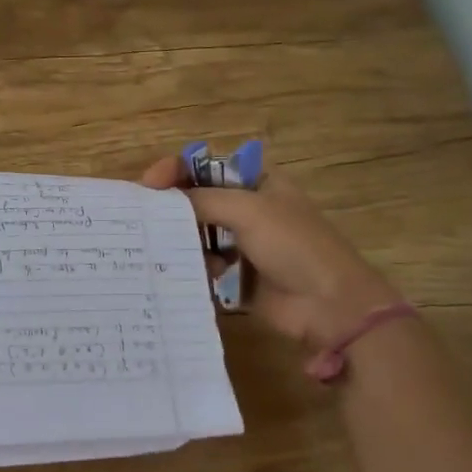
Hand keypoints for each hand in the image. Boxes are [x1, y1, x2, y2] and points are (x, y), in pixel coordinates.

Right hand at [139, 153, 403, 350]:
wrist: (329, 305)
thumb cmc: (294, 245)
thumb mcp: (248, 210)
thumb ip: (201, 199)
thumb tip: (158, 198)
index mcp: (256, 182)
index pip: (205, 166)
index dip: (176, 170)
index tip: (149, 184)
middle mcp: (247, 209)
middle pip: (197, 200)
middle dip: (171, 208)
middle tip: (142, 219)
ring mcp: (241, 244)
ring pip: (196, 234)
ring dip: (181, 241)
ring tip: (164, 249)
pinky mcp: (236, 276)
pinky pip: (202, 265)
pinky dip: (193, 267)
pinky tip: (191, 274)